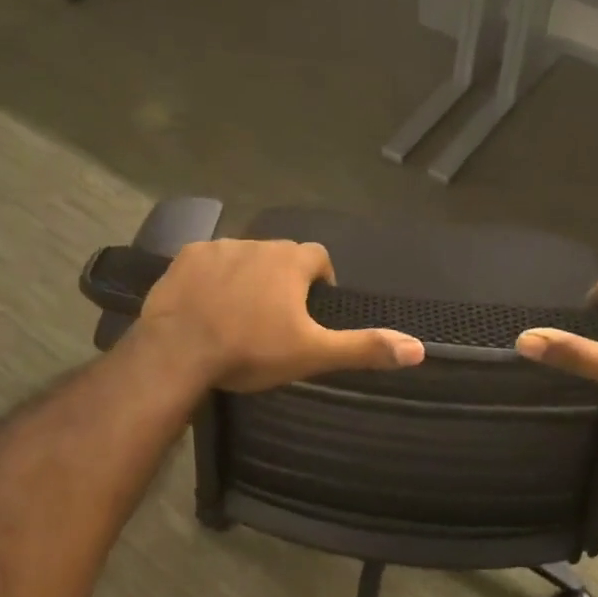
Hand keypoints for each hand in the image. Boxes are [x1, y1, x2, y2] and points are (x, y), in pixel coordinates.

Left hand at [136, 238, 425, 392]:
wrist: (179, 352)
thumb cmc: (252, 350)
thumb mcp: (313, 354)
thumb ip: (364, 347)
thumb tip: (418, 347)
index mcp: (290, 261)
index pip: (318, 258)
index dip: (319, 281)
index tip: (311, 310)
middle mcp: (257, 243)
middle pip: (280, 256)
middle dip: (282, 280)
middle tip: (274, 319)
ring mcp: (218, 247)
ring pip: (243, 257)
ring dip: (247, 277)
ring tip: (238, 314)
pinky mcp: (184, 257)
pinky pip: (208, 262)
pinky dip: (212, 278)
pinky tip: (205, 305)